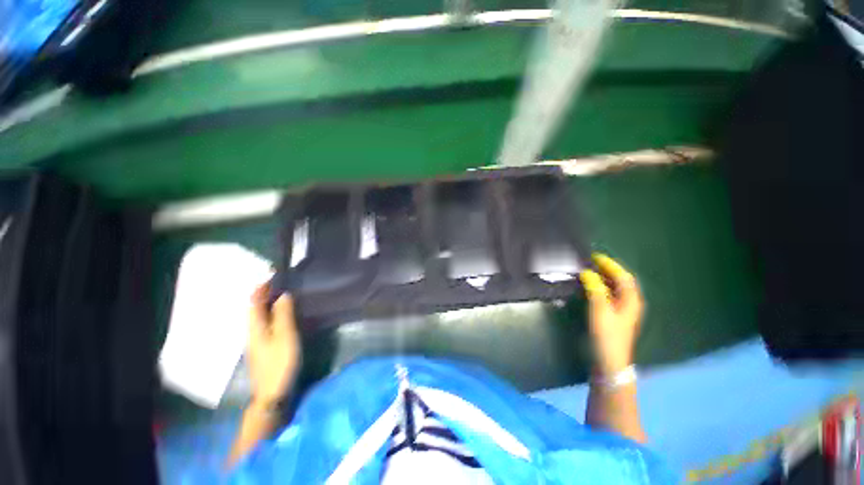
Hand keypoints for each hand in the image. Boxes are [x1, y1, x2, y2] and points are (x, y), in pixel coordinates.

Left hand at [247, 283, 301, 405]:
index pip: (255, 301)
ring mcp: (256, 341)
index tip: (272, 273)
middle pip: (255, 308)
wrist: (272, 395)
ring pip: (259, 316)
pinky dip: (271, 313)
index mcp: (255, 327)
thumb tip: (283, 294)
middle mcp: (252, 332)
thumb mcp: (285, 336)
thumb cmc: (280, 363)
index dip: (262, 287)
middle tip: (279, 281)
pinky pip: (265, 324)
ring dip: (267, 303)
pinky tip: (280, 315)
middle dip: (263, 293)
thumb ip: (284, 314)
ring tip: (280, 293)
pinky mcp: (263, 348)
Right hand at [579, 254, 643, 377]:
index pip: (623, 276)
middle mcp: (629, 303)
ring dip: (603, 278)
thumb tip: (587, 272)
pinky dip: (600, 287)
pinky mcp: (614, 317)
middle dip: (607, 270)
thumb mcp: (600, 310)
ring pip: (615, 289)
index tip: (595, 257)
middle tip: (590, 262)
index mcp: (630, 300)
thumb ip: (595, 289)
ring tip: (588, 271)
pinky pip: (609, 295)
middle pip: (621, 281)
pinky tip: (590, 288)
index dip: (610, 265)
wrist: (610, 361)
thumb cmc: (607, 335)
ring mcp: (622, 311)